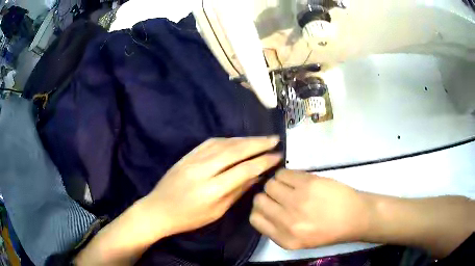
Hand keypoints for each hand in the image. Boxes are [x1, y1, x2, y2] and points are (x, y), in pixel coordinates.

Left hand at [75, 137, 281, 265]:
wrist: (158, 209)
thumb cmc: (189, 218)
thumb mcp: (217, 212)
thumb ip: (237, 191)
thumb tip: (257, 176)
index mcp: (213, 189)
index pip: (244, 169)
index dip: (263, 161)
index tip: (277, 155)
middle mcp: (204, 169)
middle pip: (236, 151)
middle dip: (258, 143)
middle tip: (275, 138)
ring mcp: (193, 159)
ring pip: (224, 143)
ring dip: (245, 139)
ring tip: (261, 138)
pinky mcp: (187, 155)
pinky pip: (210, 142)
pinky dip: (227, 139)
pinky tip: (237, 140)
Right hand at [250, 170, 369, 249]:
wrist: (355, 217)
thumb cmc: (328, 231)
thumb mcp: (299, 241)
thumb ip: (277, 230)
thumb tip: (263, 209)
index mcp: (285, 239)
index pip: (255, 219)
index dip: (259, 210)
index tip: (268, 206)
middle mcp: (287, 221)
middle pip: (259, 199)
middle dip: (267, 196)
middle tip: (280, 195)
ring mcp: (298, 201)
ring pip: (270, 184)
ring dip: (276, 184)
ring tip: (290, 187)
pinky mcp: (309, 183)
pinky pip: (283, 173)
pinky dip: (286, 175)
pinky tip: (297, 180)